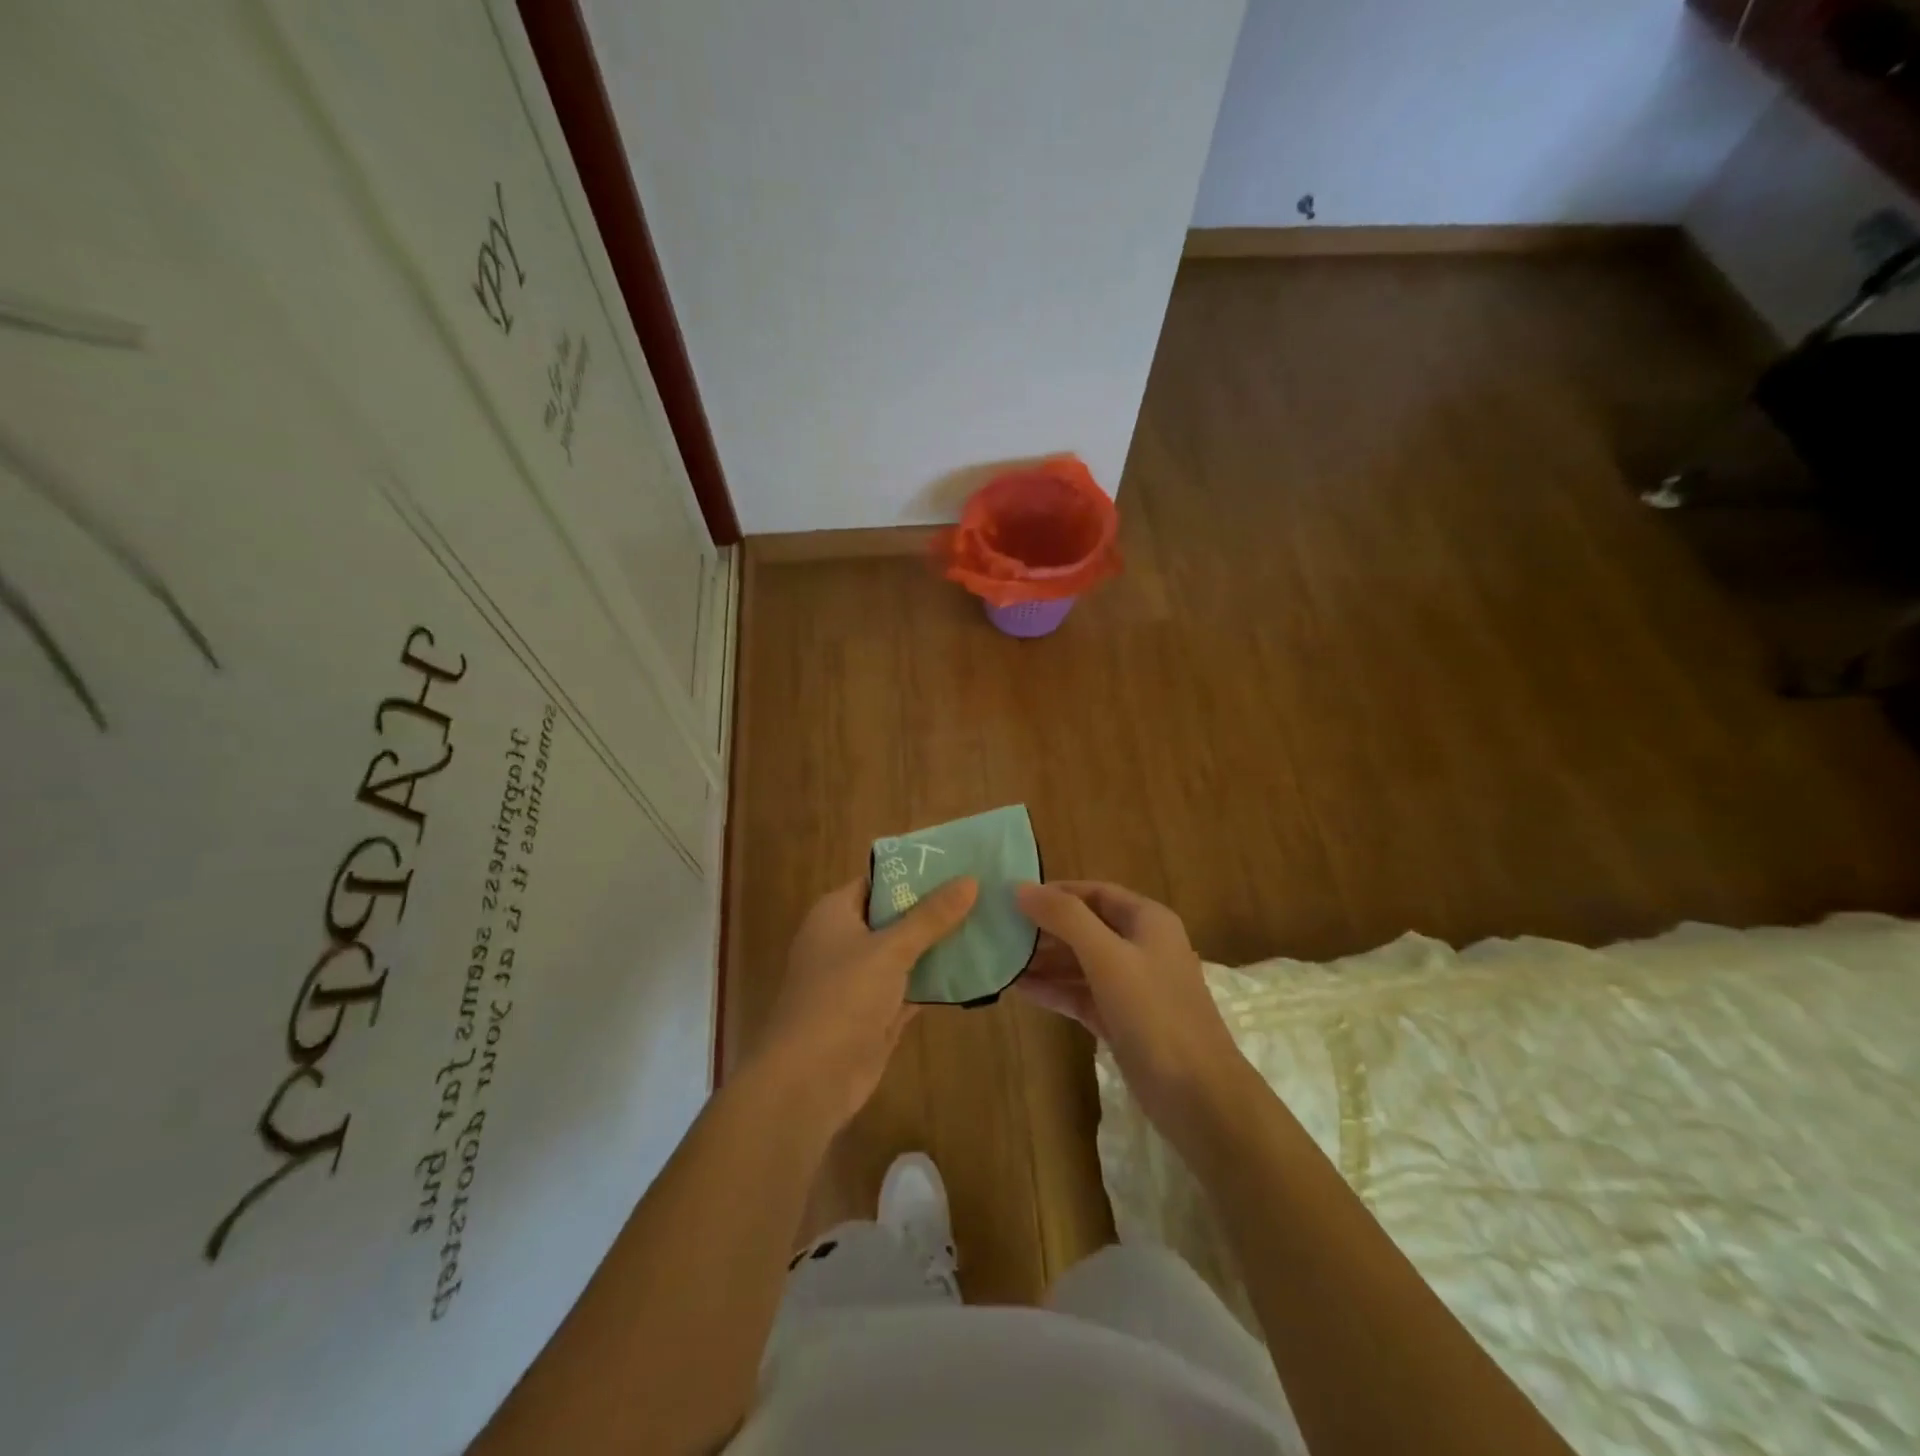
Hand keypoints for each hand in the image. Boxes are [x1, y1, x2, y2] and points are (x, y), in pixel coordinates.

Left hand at [754, 875, 978, 1129]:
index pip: (878, 880)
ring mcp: (861, 980)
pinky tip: (976, 969)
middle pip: (896, 915)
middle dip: (935, 908)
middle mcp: (846, 941)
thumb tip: (970, 880)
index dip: (915, 871)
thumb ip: (931, 917)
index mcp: (836, 913)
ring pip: (907, 953)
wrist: (810, 1080)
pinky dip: (937, 980)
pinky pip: (912, 986)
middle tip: (984, 891)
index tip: (958, 861)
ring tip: (988, 923)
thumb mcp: (890, 950)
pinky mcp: (877, 1014)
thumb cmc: (842, 998)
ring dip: (940, 944)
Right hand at [1014, 881, 1244, 1136]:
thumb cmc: (1154, 1013)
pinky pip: (1080, 994)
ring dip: (1044, 960)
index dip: (1056, 892)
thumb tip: (1021, 888)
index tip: (1013, 896)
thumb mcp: (1108, 957)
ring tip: (1000, 958)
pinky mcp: (1121, 1020)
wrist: (1198, 1096)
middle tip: (999, 929)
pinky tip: (1019, 988)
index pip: (1095, 892)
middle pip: (1085, 926)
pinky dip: (1053, 989)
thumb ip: (1065, 918)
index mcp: (1147, 920)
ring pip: (1080, 962)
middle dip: (1045, 928)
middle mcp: (1141, 946)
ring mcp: (1132, 986)